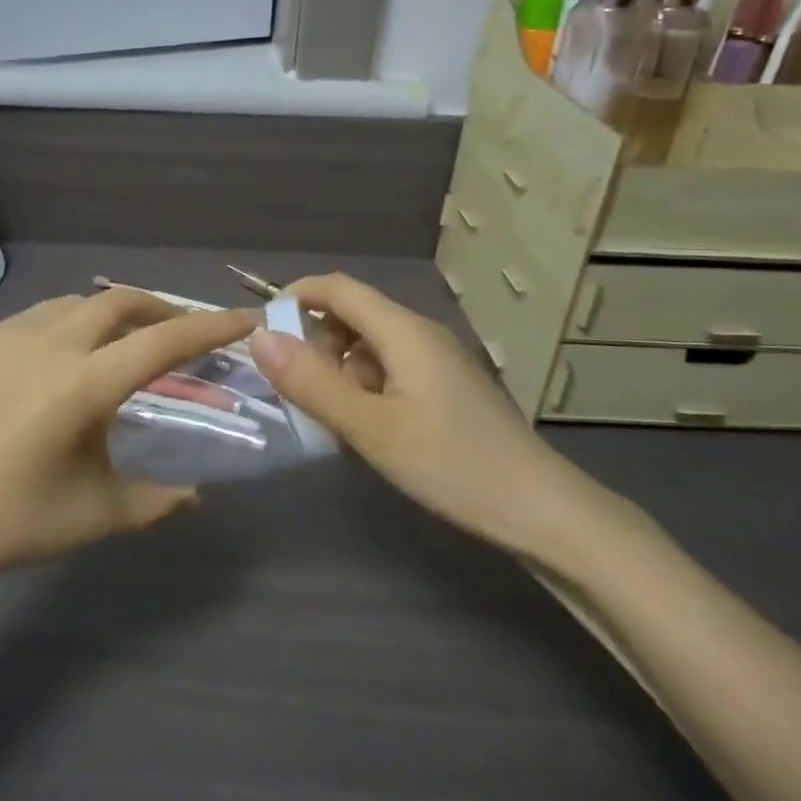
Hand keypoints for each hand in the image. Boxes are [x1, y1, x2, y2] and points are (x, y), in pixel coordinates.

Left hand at [0, 289, 254, 589]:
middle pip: (123, 301)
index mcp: (85, 385)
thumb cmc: (13, 521)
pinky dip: (79, 320)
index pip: (164, 341)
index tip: (245, 319)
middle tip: (186, 333)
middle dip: (164, 309)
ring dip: (118, 312)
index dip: (211, 327)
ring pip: (84, 302)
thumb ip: (159, 500)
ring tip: (133, 341)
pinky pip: (49, 313)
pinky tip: (77, 352)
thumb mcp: (98, 514)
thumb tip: (197, 494)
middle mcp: (52, 344)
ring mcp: (14, 336)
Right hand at [247, 274, 599, 554]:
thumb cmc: (452, 464)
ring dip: (339, 372)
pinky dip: (363, 390)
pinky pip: (389, 372)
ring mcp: (435, 362)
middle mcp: (419, 335)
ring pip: (369, 347)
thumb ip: (313, 383)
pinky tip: (365, 431)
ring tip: (331, 421)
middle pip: (352, 316)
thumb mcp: (371, 428)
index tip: (262, 333)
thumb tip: (258, 337)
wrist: (542, 511)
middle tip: (299, 392)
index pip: (338, 288)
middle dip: (315, 344)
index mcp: (403, 331)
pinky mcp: (444, 389)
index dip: (296, 297)